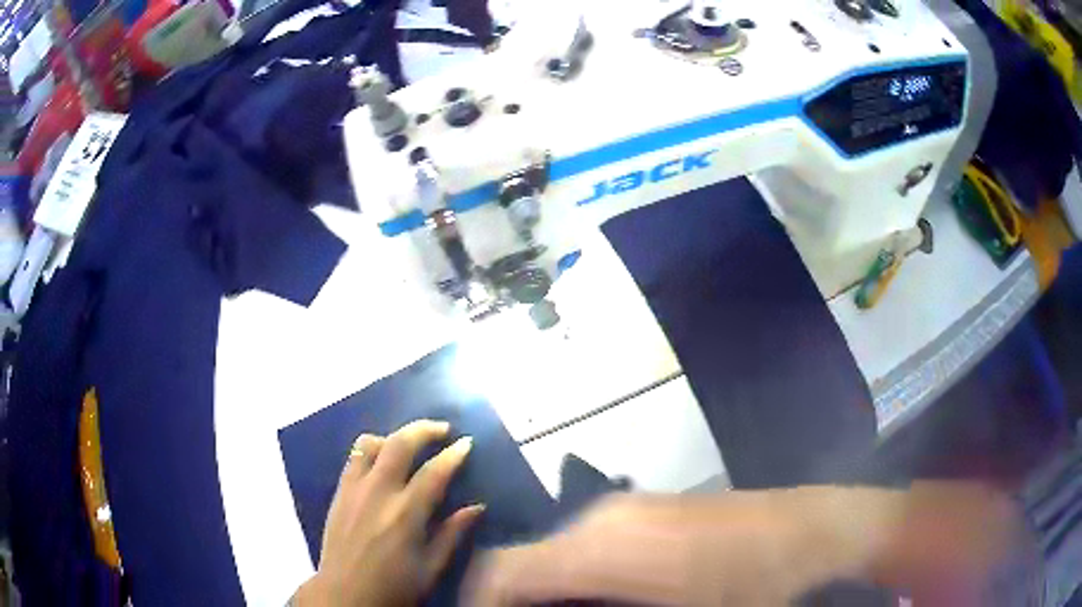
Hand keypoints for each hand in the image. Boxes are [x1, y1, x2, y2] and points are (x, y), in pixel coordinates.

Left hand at [296, 420, 483, 606]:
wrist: (344, 594)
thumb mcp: (431, 568)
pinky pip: (353, 458)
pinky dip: (370, 450)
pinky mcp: (339, 492)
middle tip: (443, 429)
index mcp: (405, 514)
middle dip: (424, 429)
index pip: (434, 472)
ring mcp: (354, 489)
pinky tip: (381, 461)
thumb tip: (477, 507)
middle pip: (399, 444)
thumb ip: (453, 534)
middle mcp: (378, 493)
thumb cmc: (394, 587)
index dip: (453, 454)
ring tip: (409, 444)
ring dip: (394, 437)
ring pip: (371, 444)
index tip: (467, 443)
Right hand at [463, 494, 727, 605]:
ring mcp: (625, 509)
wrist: (811, 530)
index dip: (477, 604)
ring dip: (545, 593)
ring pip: (553, 555)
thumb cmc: (750, 589)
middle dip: (513, 604)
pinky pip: (585, 547)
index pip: (502, 572)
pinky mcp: (645, 510)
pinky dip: (573, 578)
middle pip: (522, 563)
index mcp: (599, 549)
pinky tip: (601, 602)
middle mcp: (600, 518)